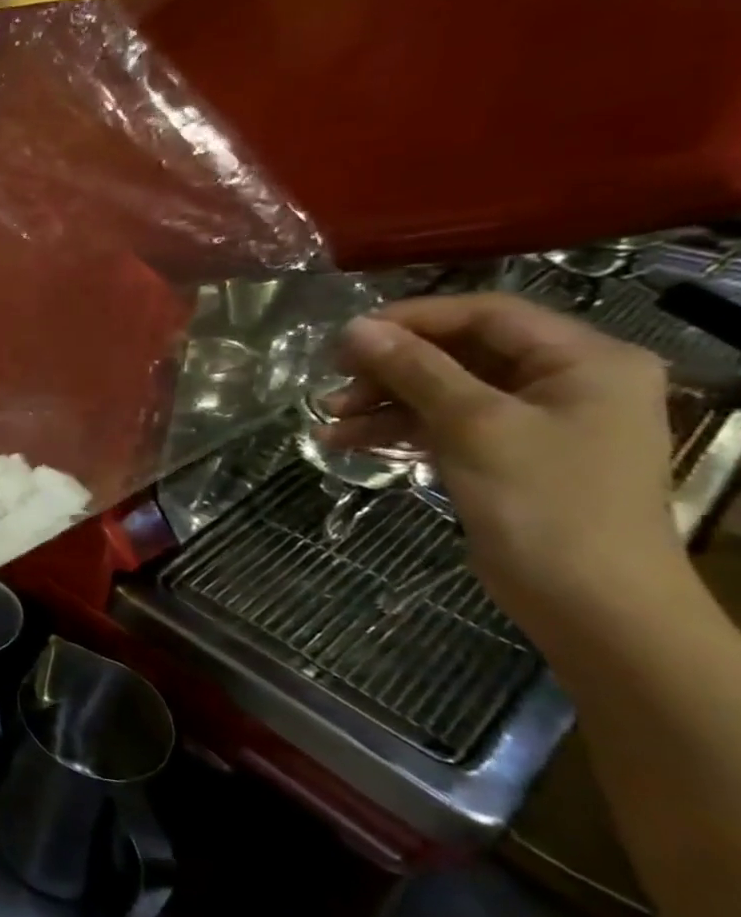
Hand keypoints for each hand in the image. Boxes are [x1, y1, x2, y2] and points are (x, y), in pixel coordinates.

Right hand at [322, 293, 681, 636]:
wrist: (589, 602)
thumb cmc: (544, 501)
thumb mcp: (474, 425)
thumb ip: (415, 370)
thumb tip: (354, 328)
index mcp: (585, 360)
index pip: (487, 314)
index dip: (414, 319)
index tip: (348, 336)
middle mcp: (565, 381)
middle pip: (461, 353)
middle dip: (391, 367)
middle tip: (333, 378)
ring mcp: (535, 420)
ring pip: (444, 391)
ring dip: (384, 401)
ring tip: (327, 418)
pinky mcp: (506, 454)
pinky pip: (444, 425)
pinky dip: (398, 430)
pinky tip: (347, 441)